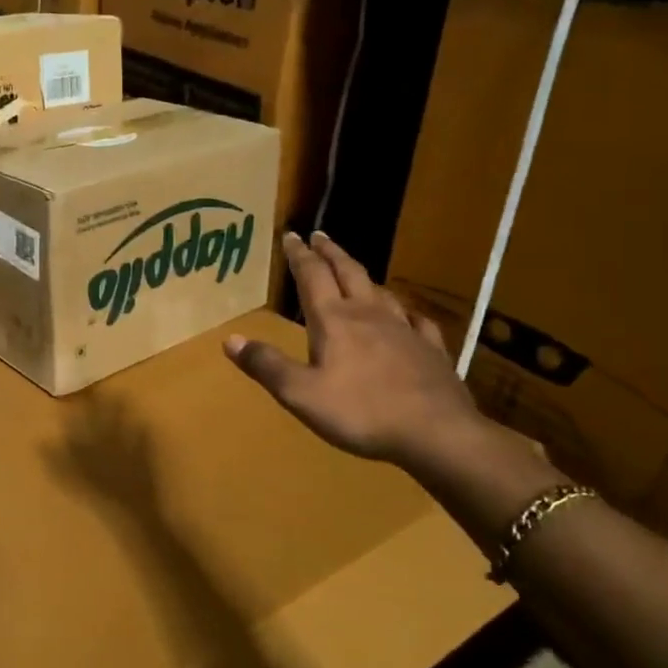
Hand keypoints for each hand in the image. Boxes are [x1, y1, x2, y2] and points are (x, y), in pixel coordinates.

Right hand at [225, 231, 484, 470]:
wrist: (436, 433)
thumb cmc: (361, 412)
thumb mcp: (300, 394)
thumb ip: (266, 365)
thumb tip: (230, 339)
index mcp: (334, 320)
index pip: (312, 276)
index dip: (299, 255)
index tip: (290, 235)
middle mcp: (368, 315)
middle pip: (348, 272)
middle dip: (330, 252)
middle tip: (319, 235)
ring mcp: (404, 330)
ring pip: (380, 291)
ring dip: (362, 275)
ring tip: (354, 270)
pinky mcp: (430, 350)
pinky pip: (417, 321)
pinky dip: (406, 312)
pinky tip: (408, 315)